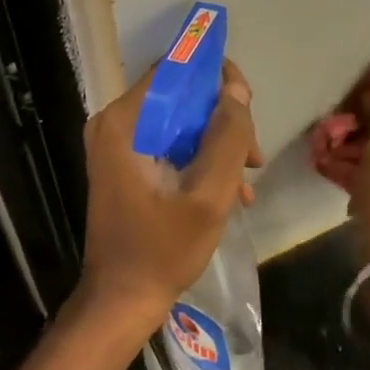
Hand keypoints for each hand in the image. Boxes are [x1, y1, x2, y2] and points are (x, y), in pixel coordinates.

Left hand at [75, 59, 261, 329]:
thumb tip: (236, 90)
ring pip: (180, 123)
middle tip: (254, 156)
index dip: (216, 78)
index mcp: (125, 122)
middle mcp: (114, 124)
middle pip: (180, 97)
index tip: (248, 104)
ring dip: (217, 145)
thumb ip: (227, 138)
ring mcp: (117, 145)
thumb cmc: (163, 249)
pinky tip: (229, 192)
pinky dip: (199, 161)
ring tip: (246, 183)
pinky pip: (169, 145)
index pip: (174, 70)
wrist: (121, 300)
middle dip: (223, 121)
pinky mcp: (124, 165)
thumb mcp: (209, 195)